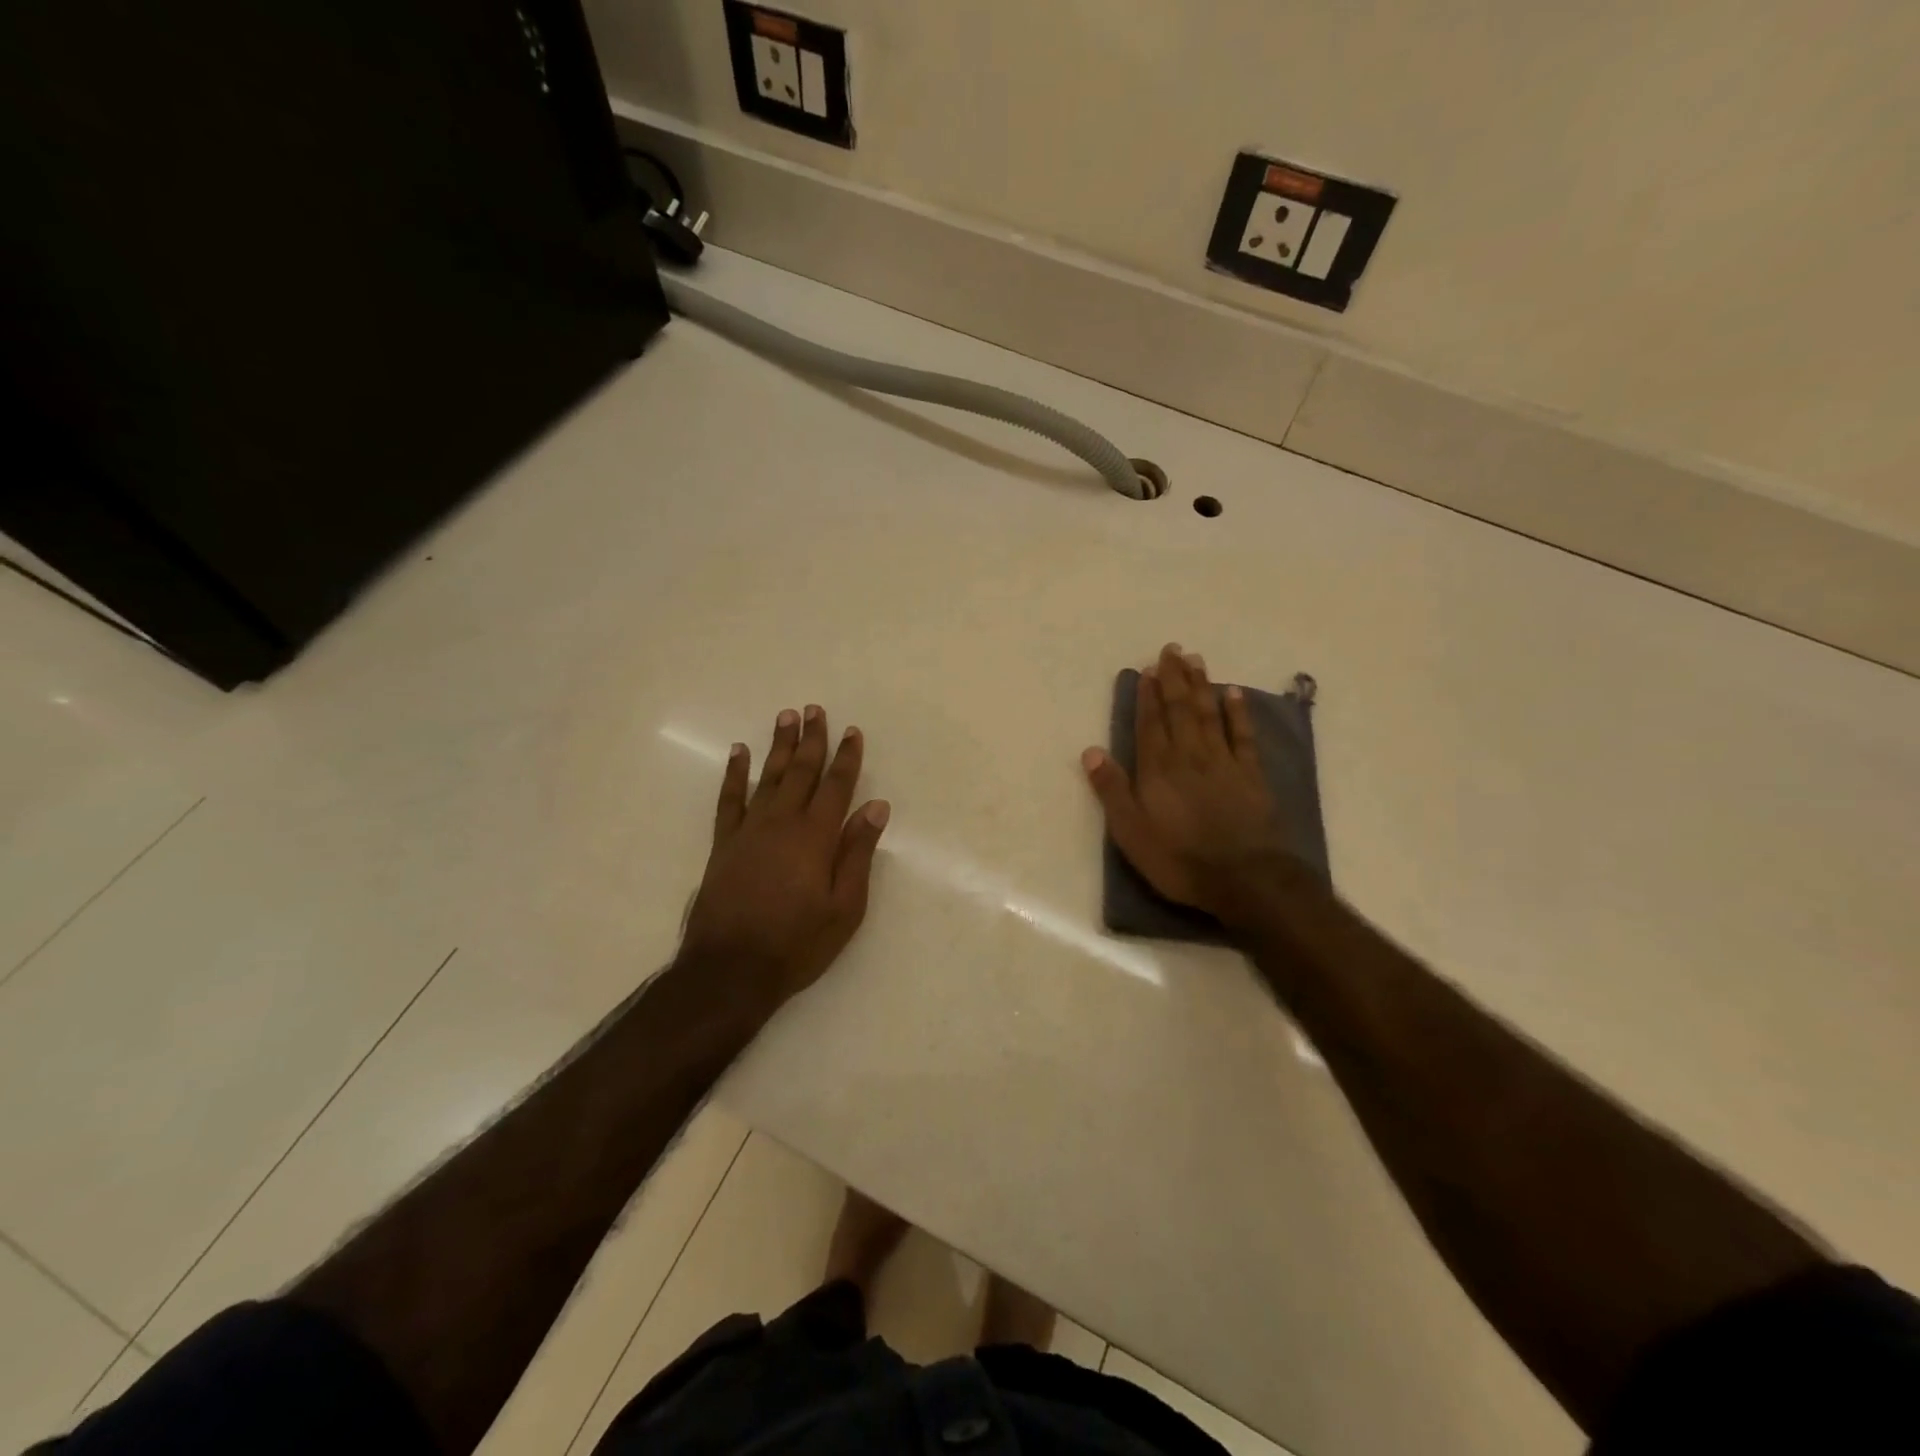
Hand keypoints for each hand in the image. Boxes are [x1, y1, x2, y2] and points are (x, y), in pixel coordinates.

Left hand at [682, 705, 890, 1006]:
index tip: (852, 731)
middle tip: (815, 710)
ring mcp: (749, 830)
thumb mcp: (845, 907)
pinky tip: (739, 753)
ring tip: (786, 717)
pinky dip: (735, 774)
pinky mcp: (724, 843)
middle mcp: (783, 823)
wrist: (731, 969)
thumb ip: (858, 853)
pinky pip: (730, 799)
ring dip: (779, 746)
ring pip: (768, 777)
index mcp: (816, 837)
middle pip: (801, 772)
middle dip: (812, 739)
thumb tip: (876, 807)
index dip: (847, 757)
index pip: (837, 786)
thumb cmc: (797, 943)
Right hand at [1081, 644, 1291, 926]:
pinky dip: (1237, 712)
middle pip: (1180, 709)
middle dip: (1174, 678)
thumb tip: (1091, 751)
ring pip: (1209, 714)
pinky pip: (1242, 735)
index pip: (1150, 724)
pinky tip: (1233, 693)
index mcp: (1158, 769)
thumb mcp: (1131, 831)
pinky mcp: (1250, 774)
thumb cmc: (1179, 858)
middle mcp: (1189, 756)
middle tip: (1172, 649)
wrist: (1243, 878)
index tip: (1147, 669)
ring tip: (1196, 660)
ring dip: (1201, 685)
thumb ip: (1112, 790)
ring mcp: (1223, 762)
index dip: (1147, 696)